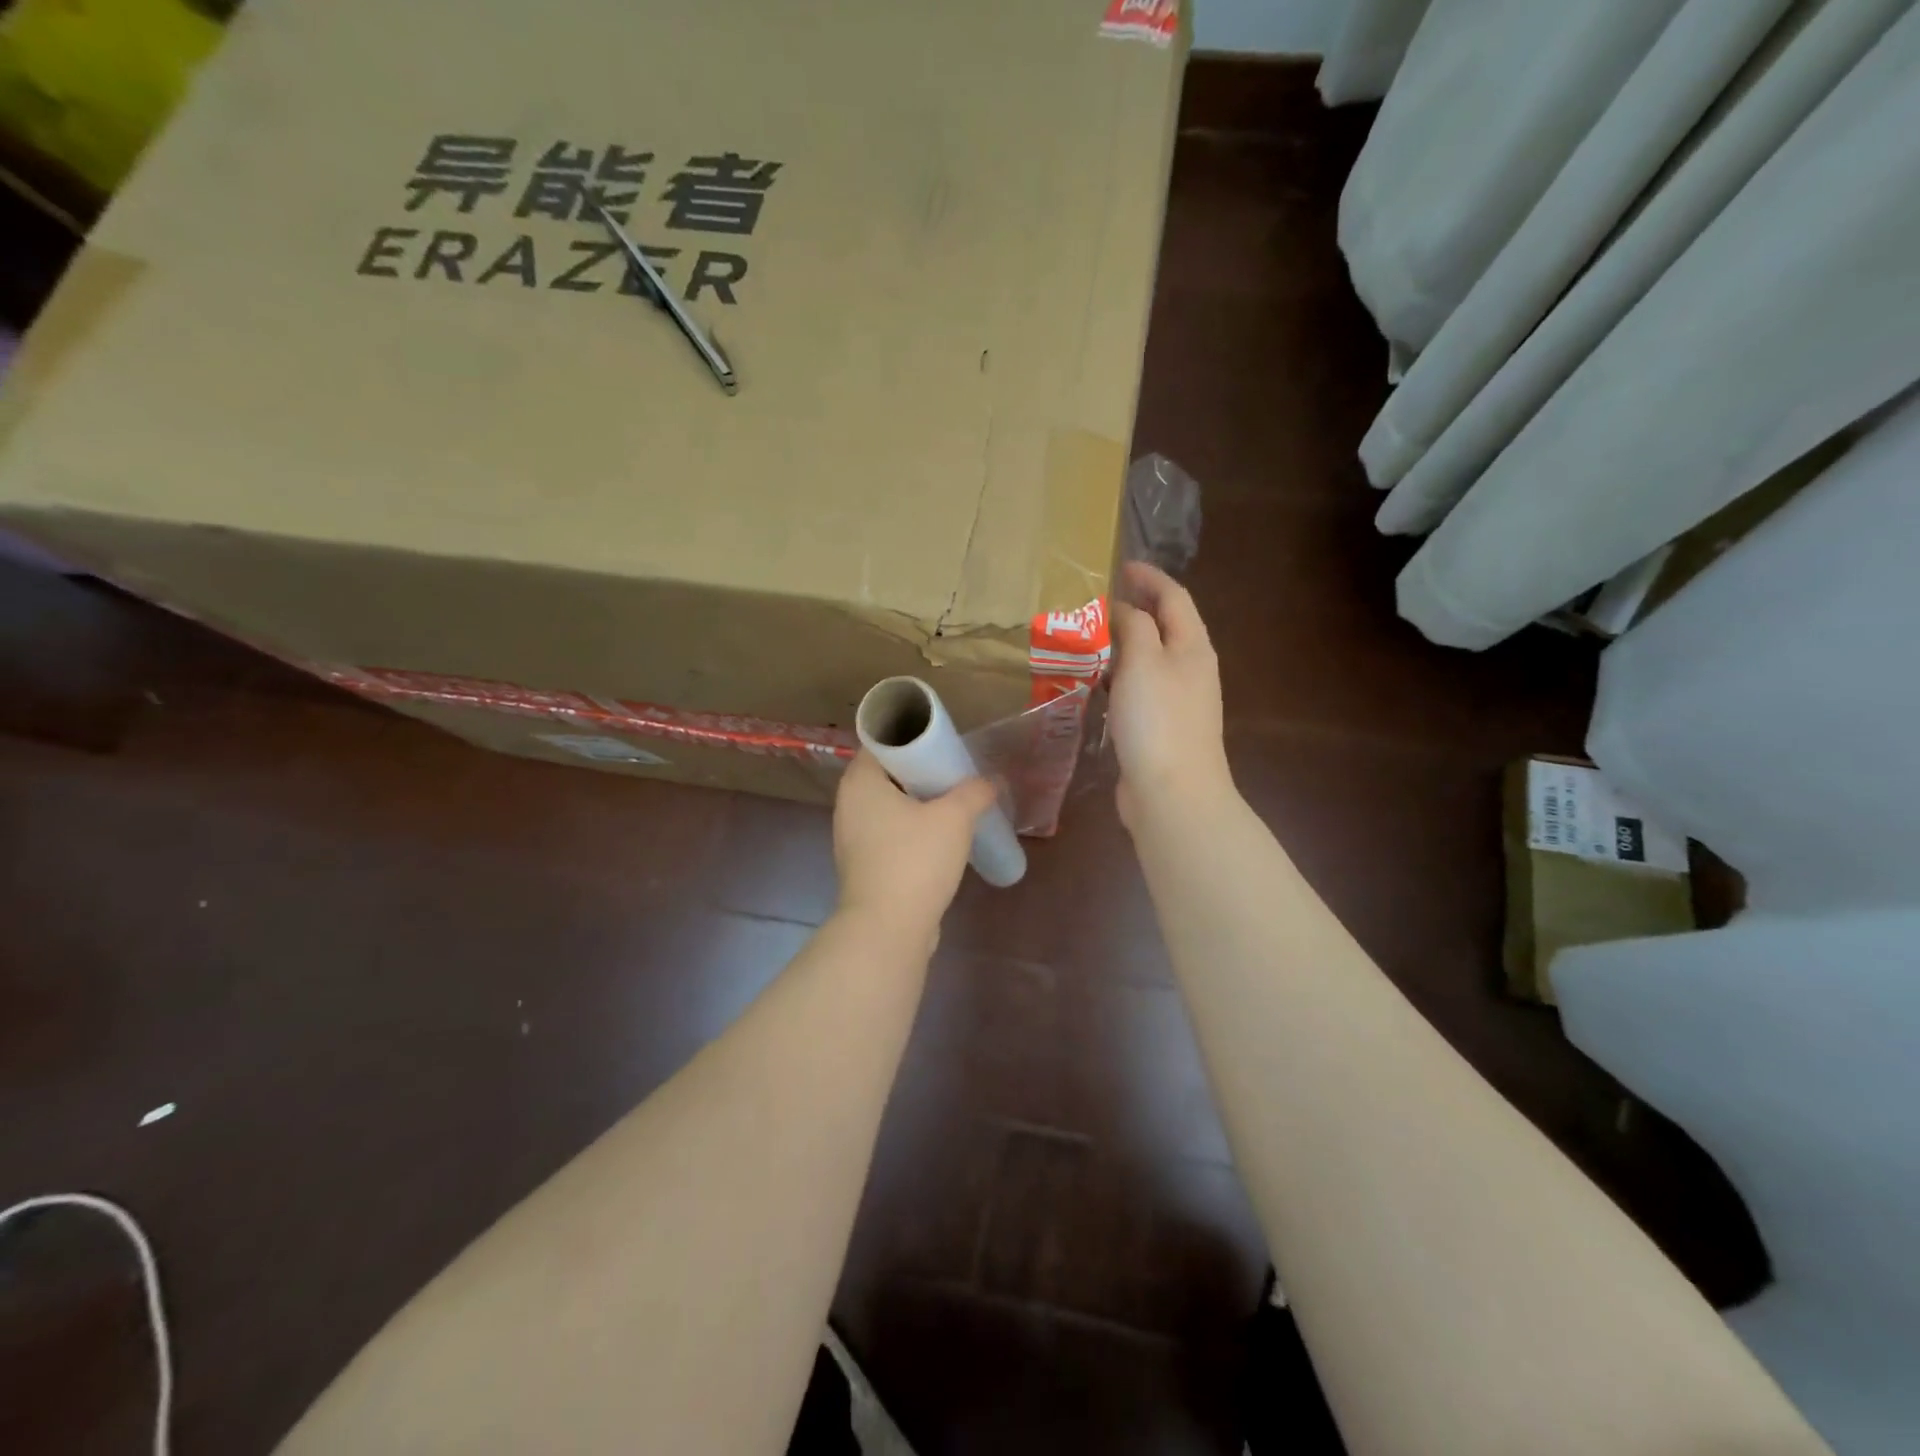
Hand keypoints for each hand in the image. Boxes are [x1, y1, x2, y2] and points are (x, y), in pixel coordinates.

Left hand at [833, 751, 997, 938]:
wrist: (887, 929)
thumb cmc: (915, 860)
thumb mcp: (954, 818)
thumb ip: (974, 792)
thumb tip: (991, 781)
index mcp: (861, 781)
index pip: (882, 741)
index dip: (913, 738)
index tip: (944, 743)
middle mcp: (849, 803)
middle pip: (887, 773)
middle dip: (921, 770)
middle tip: (955, 770)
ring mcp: (853, 835)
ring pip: (889, 804)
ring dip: (919, 801)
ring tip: (954, 802)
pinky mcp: (864, 863)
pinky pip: (890, 831)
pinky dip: (912, 827)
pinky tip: (941, 836)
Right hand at [1109, 561, 1231, 829]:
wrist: (1172, 793)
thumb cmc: (1158, 720)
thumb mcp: (1143, 661)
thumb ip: (1134, 626)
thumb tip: (1124, 608)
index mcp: (1192, 647)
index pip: (1174, 598)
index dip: (1150, 577)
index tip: (1121, 565)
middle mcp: (1190, 669)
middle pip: (1164, 627)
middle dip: (1134, 608)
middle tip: (1096, 599)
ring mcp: (1176, 701)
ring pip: (1148, 659)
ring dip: (1122, 643)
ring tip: (1086, 635)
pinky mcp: (1159, 727)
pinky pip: (1137, 688)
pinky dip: (1117, 676)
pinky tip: (1093, 682)